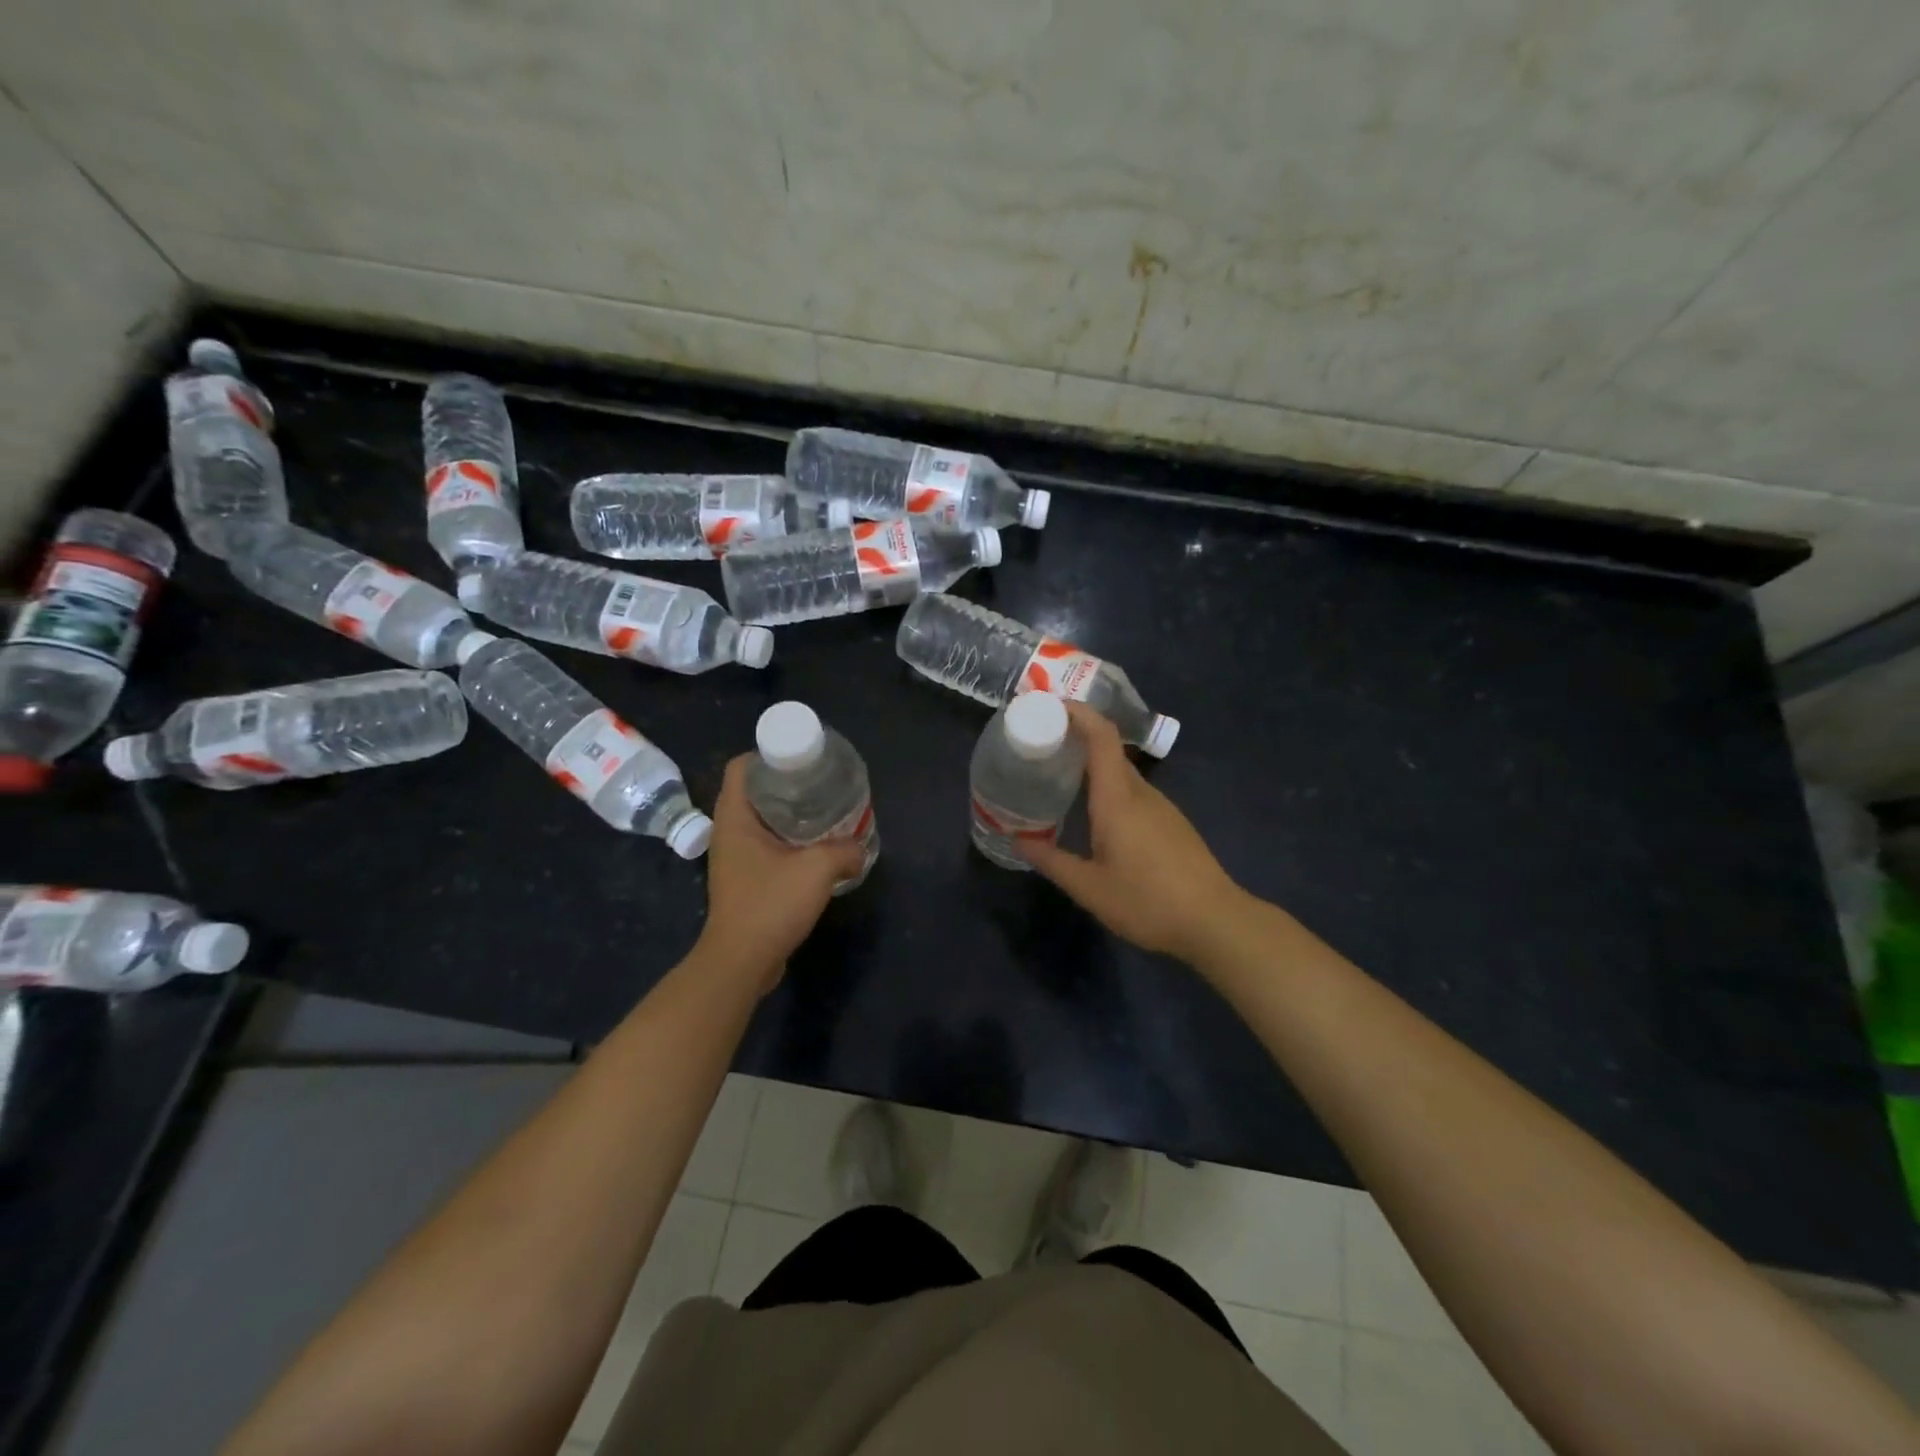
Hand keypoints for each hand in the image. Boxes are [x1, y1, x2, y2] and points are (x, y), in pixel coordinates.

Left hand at [693, 756, 865, 992]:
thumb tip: (859, 849)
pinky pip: (766, 846)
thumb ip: (844, 851)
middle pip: (753, 791)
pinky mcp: (744, 880)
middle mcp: (729, 833)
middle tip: (819, 781)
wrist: (742, 961)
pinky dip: (788, 840)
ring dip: (788, 814)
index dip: (767, 754)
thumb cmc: (771, 904)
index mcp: (735, 818)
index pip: (740, 767)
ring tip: (823, 810)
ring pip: (760, 820)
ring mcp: (734, 858)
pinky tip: (815, 847)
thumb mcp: (817, 869)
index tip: (800, 757)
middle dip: (785, 783)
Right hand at [1019, 702, 1244, 961]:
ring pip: (1121, 774)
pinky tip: (1095, 817)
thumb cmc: (1148, 901)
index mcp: (1118, 798)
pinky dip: (1108, 790)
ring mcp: (1161, 807)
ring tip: (1060, 780)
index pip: (1101, 736)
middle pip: (1108, 751)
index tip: (1047, 707)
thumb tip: (1019, 840)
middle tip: (1040, 748)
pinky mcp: (1172, 824)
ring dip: (1092, 768)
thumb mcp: (1089, 888)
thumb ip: (1052, 861)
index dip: (1077, 713)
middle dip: (1075, 740)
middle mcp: (1141, 793)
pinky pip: (1133, 793)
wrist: (1215, 921)